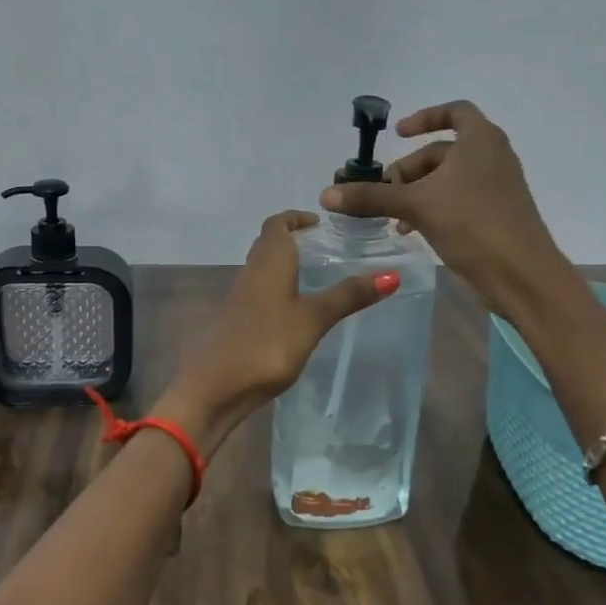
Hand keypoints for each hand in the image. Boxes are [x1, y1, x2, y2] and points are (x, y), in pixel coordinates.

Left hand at [155, 212, 396, 448]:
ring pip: (262, 268)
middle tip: (322, 248)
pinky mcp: (235, 321)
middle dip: (292, 239)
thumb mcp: (313, 319)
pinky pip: (258, 292)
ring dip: (284, 265)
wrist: (214, 386)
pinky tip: (293, 312)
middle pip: (268, 244)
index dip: (296, 218)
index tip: (319, 223)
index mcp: (269, 261)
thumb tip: (391, 275)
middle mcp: (251, 272)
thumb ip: (348, 296)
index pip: (277, 224)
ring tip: (315, 277)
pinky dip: (277, 290)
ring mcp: (239, 298)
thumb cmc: (266, 344)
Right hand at [321, 100, 570, 322]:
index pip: (454, 112)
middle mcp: (492, 156)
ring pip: (448, 179)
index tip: (398, 134)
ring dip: (417, 193)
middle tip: (384, 192)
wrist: (521, 275)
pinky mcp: (495, 214)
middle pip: (442, 151)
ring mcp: (496, 187)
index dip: (424, 118)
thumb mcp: (416, 206)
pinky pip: (458, 200)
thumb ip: (371, 197)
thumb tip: (326, 194)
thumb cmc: (472, 224)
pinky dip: (434, 207)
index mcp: (481, 140)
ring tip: (394, 218)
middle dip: (409, 169)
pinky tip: (413, 231)